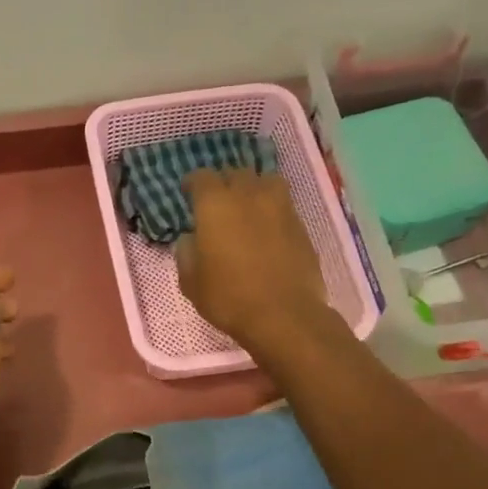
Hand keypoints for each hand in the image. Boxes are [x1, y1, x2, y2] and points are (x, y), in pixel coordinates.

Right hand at [175, 168, 327, 348]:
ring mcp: (279, 207)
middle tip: (217, 202)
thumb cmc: (228, 297)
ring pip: (265, 181)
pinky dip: (272, 209)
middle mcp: (248, 195)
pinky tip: (267, 228)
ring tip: (247, 206)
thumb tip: (190, 239)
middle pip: (235, 173)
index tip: (188, 194)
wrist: (283, 314)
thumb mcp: (191, 282)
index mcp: (215, 205)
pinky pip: (283, 204)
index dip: (193, 184)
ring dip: (253, 188)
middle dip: (224, 183)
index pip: (202, 177)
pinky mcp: (300, 224)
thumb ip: (186, 253)